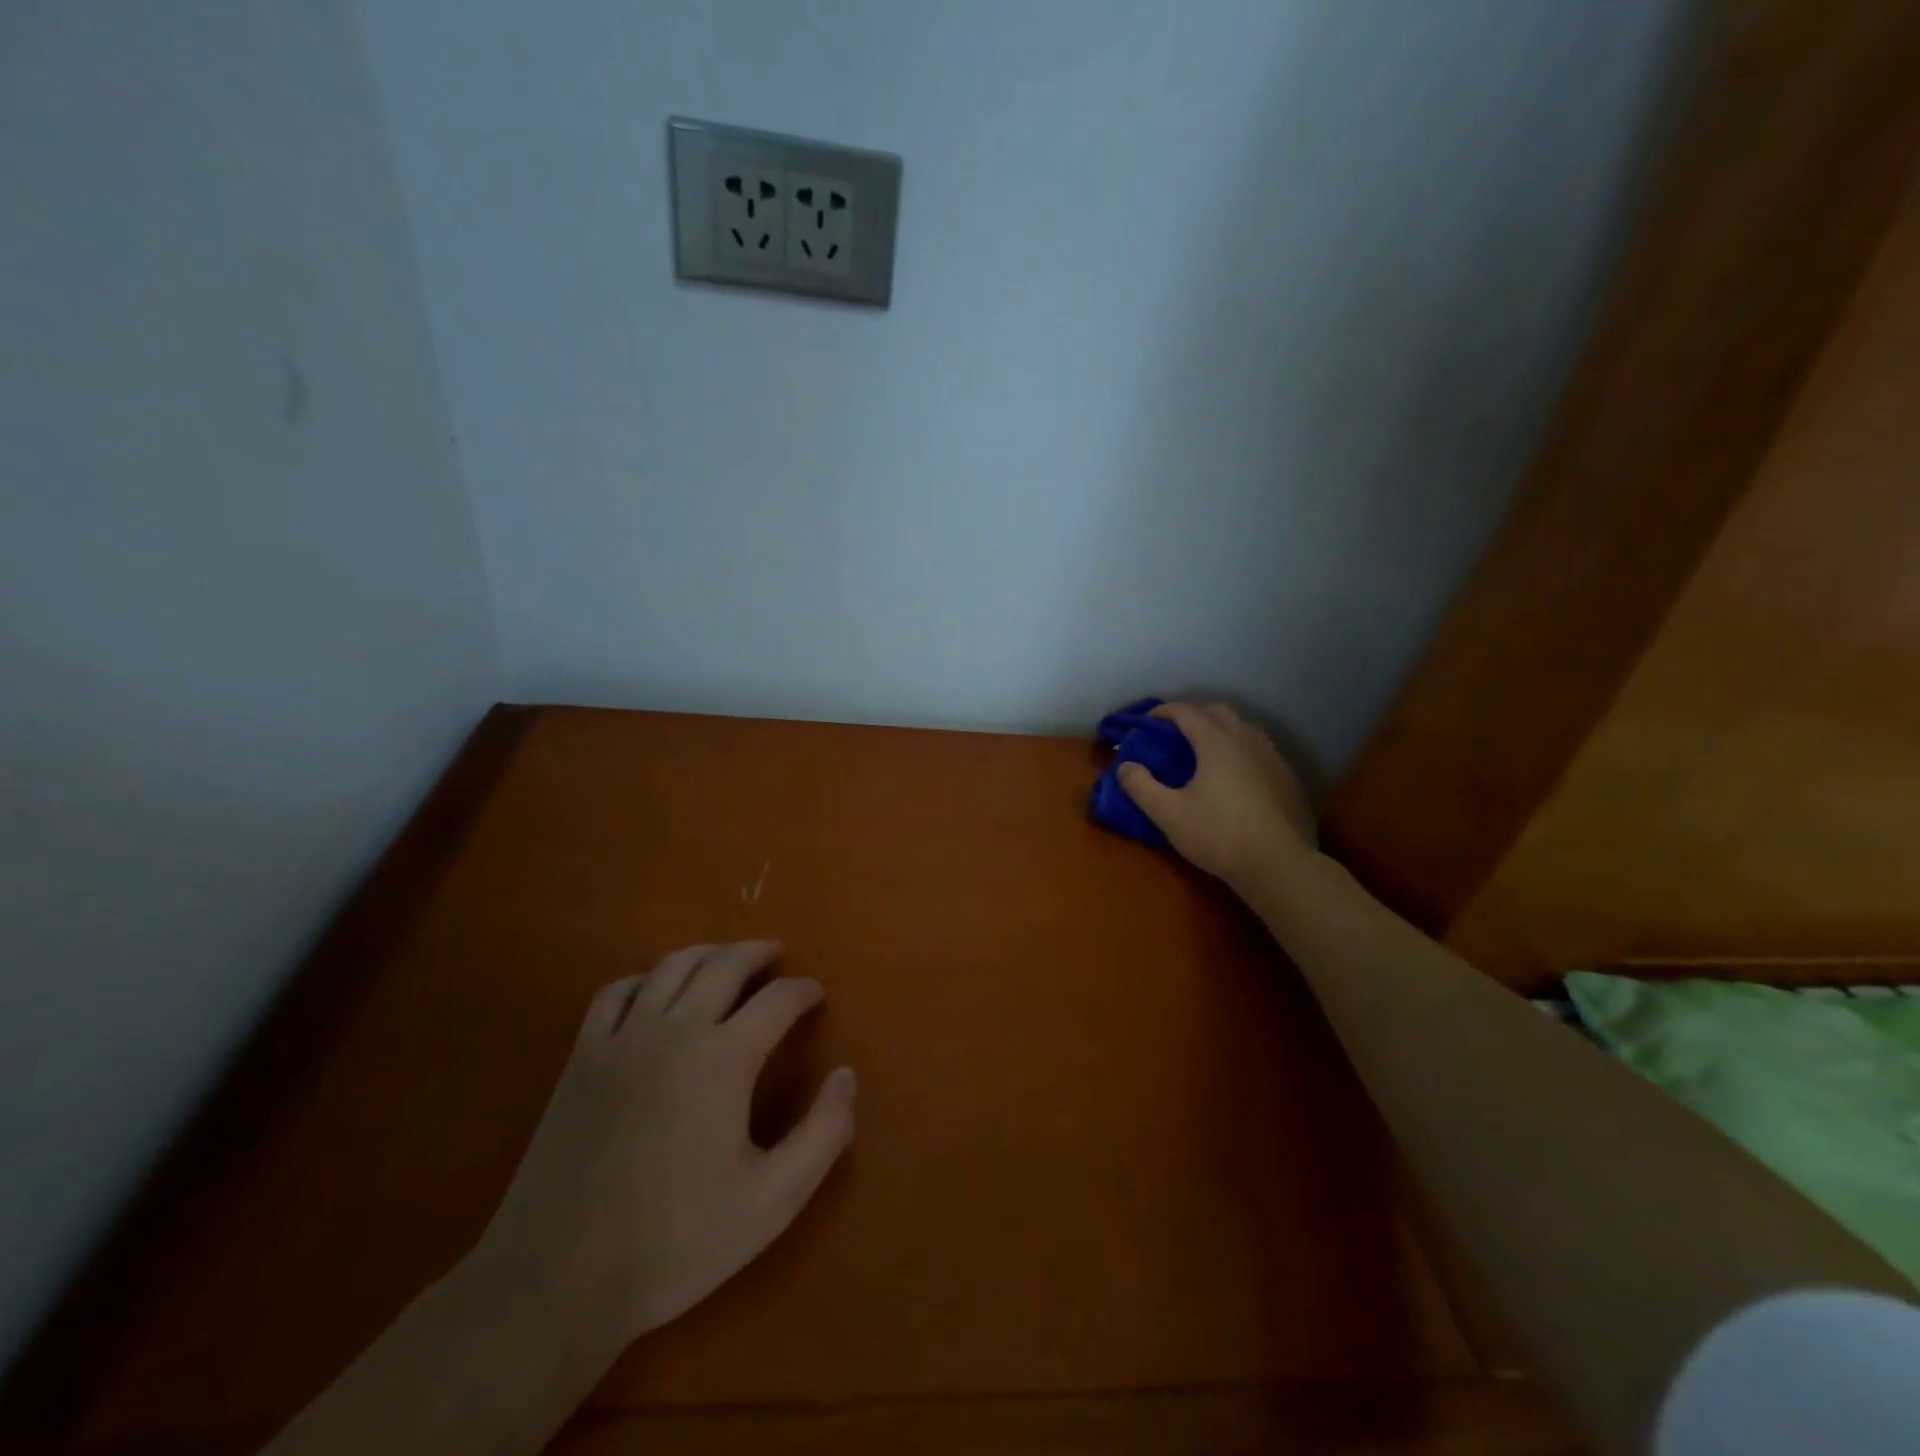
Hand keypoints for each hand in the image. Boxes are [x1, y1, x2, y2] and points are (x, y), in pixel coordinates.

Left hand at [468, 942, 855, 1352]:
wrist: (556, 1282)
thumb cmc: (675, 1243)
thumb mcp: (772, 1202)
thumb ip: (823, 1134)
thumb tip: (846, 1075)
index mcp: (724, 1059)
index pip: (777, 1000)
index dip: (803, 991)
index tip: (816, 994)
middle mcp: (675, 1030)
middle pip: (725, 963)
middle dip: (759, 953)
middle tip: (778, 958)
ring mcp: (623, 1038)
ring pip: (672, 965)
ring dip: (709, 954)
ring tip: (728, 961)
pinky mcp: (582, 1056)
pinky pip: (618, 991)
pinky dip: (647, 978)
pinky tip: (657, 992)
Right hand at [1118, 701, 1316, 889]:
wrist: (1279, 865)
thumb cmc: (1219, 835)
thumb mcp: (1168, 814)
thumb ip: (1141, 787)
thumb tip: (1124, 766)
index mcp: (1216, 743)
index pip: (1186, 712)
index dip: (1163, 711)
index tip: (1147, 721)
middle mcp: (1246, 740)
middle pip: (1218, 712)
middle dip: (1194, 715)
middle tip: (1175, 734)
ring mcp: (1272, 757)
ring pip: (1244, 728)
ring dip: (1221, 730)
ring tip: (1205, 751)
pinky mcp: (1288, 777)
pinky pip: (1261, 750)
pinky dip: (1241, 750)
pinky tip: (1237, 775)